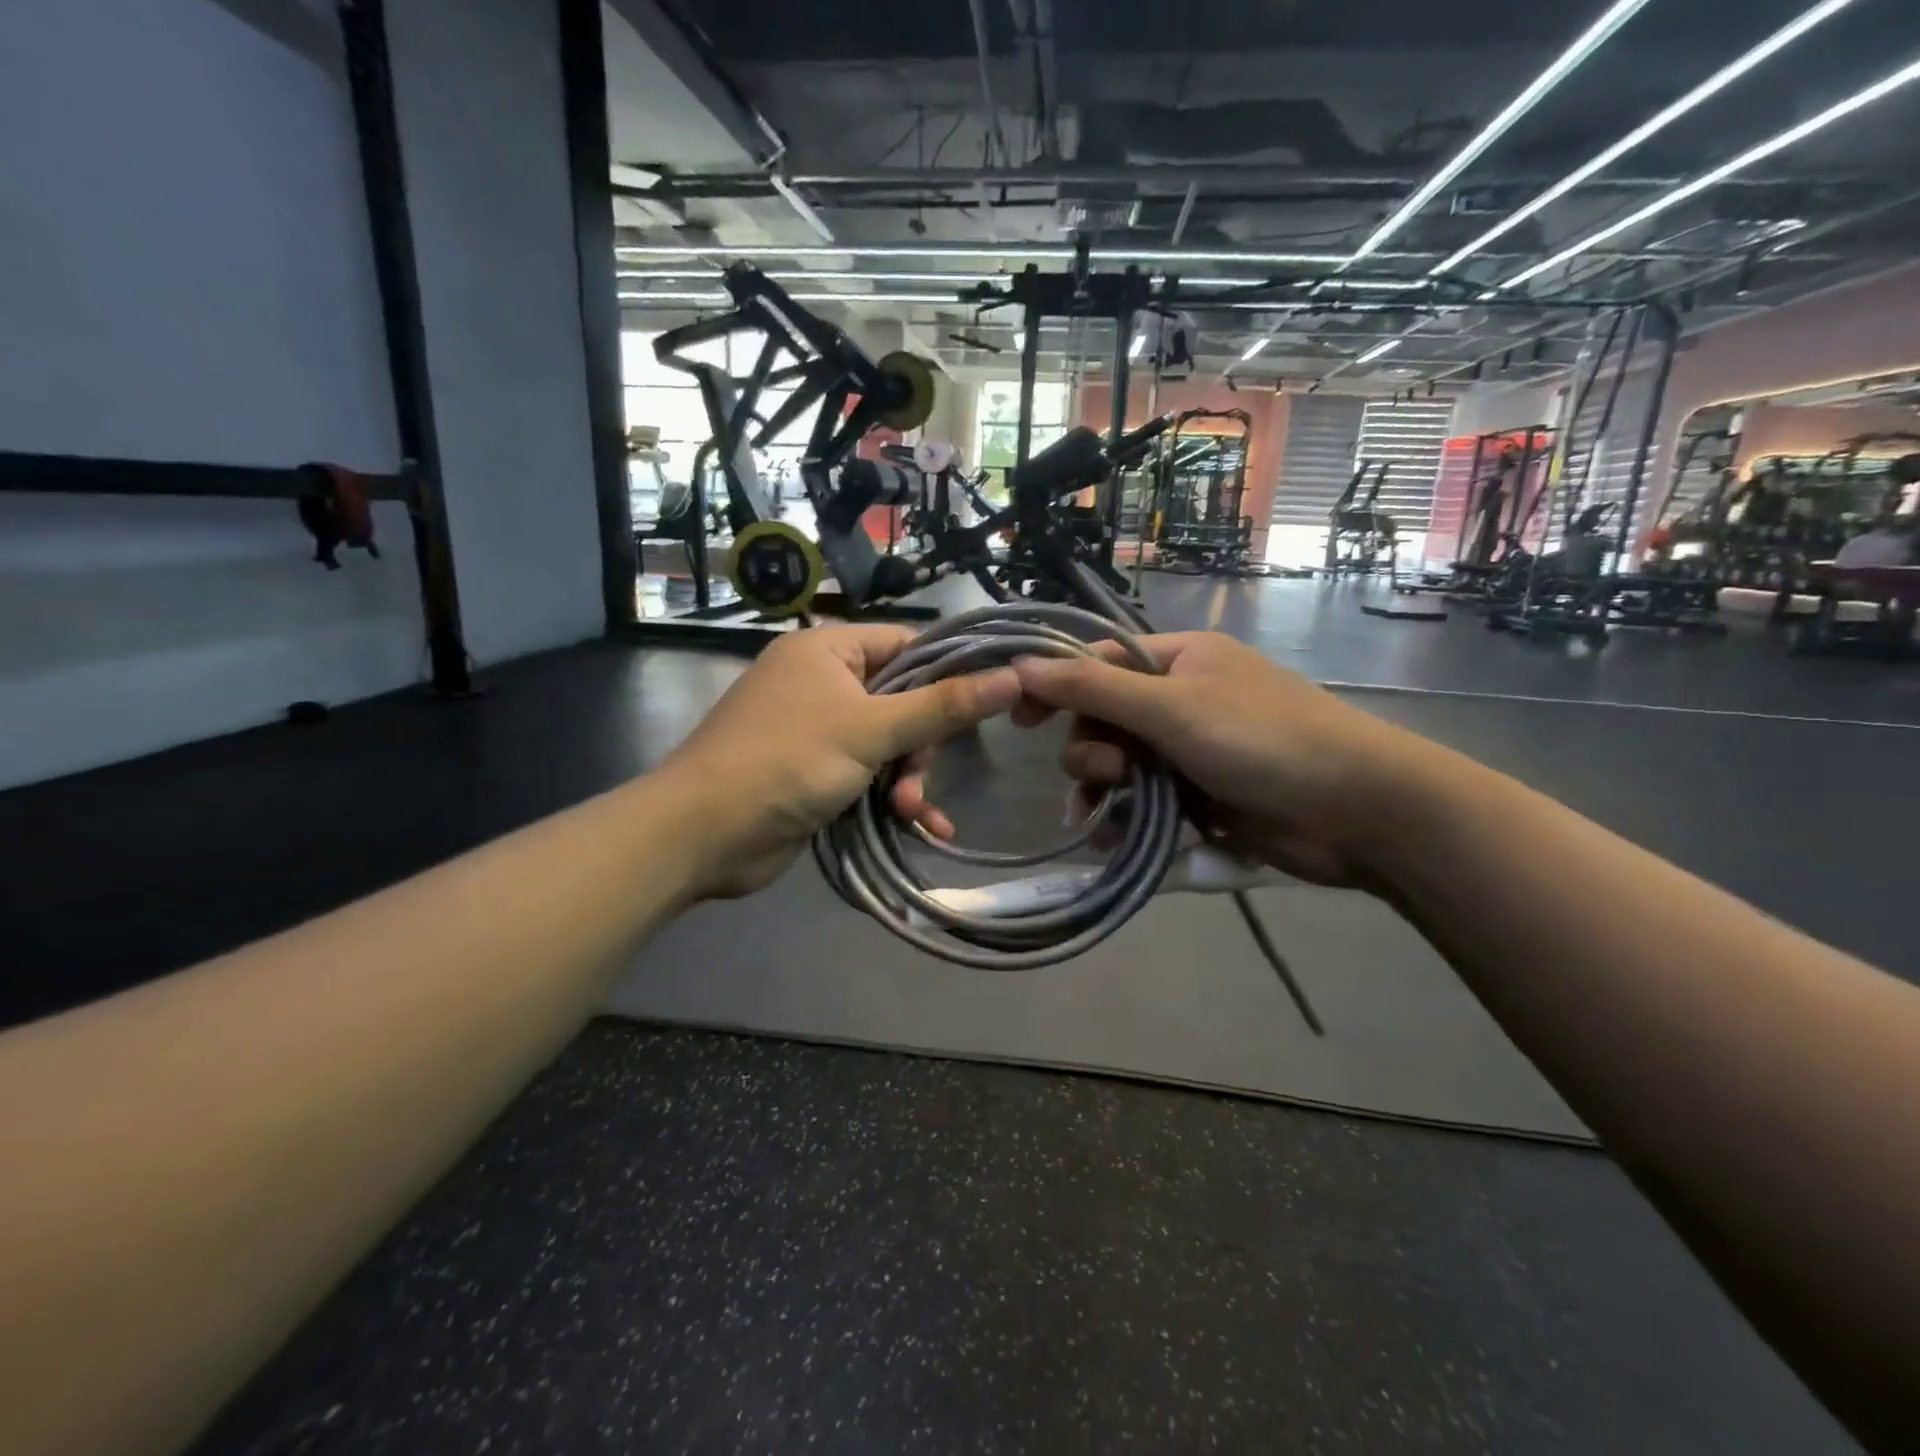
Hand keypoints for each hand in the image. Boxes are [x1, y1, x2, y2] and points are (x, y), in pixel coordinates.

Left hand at [663, 625, 1019, 897]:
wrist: (703, 834)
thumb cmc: (786, 761)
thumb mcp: (871, 730)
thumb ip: (942, 706)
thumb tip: (1012, 676)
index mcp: (829, 650)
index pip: (907, 644)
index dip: (949, 671)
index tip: (988, 702)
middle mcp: (822, 681)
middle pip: (902, 700)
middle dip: (920, 745)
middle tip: (918, 777)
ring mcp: (816, 729)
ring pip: (888, 743)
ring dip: (907, 778)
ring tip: (909, 811)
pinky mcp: (814, 772)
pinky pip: (868, 774)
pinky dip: (891, 797)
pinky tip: (919, 826)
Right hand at [1009, 632, 1425, 884]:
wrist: (1353, 809)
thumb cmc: (1260, 739)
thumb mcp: (1169, 706)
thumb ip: (1092, 689)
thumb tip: (1020, 666)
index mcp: (1177, 660)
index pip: (1098, 663)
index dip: (1055, 687)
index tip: (1019, 720)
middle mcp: (1181, 699)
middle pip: (1104, 720)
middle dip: (1092, 751)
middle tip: (1108, 775)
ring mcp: (1192, 750)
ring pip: (1121, 765)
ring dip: (1105, 790)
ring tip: (1105, 815)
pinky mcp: (1202, 796)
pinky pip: (1146, 801)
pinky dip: (1128, 818)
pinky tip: (1116, 838)